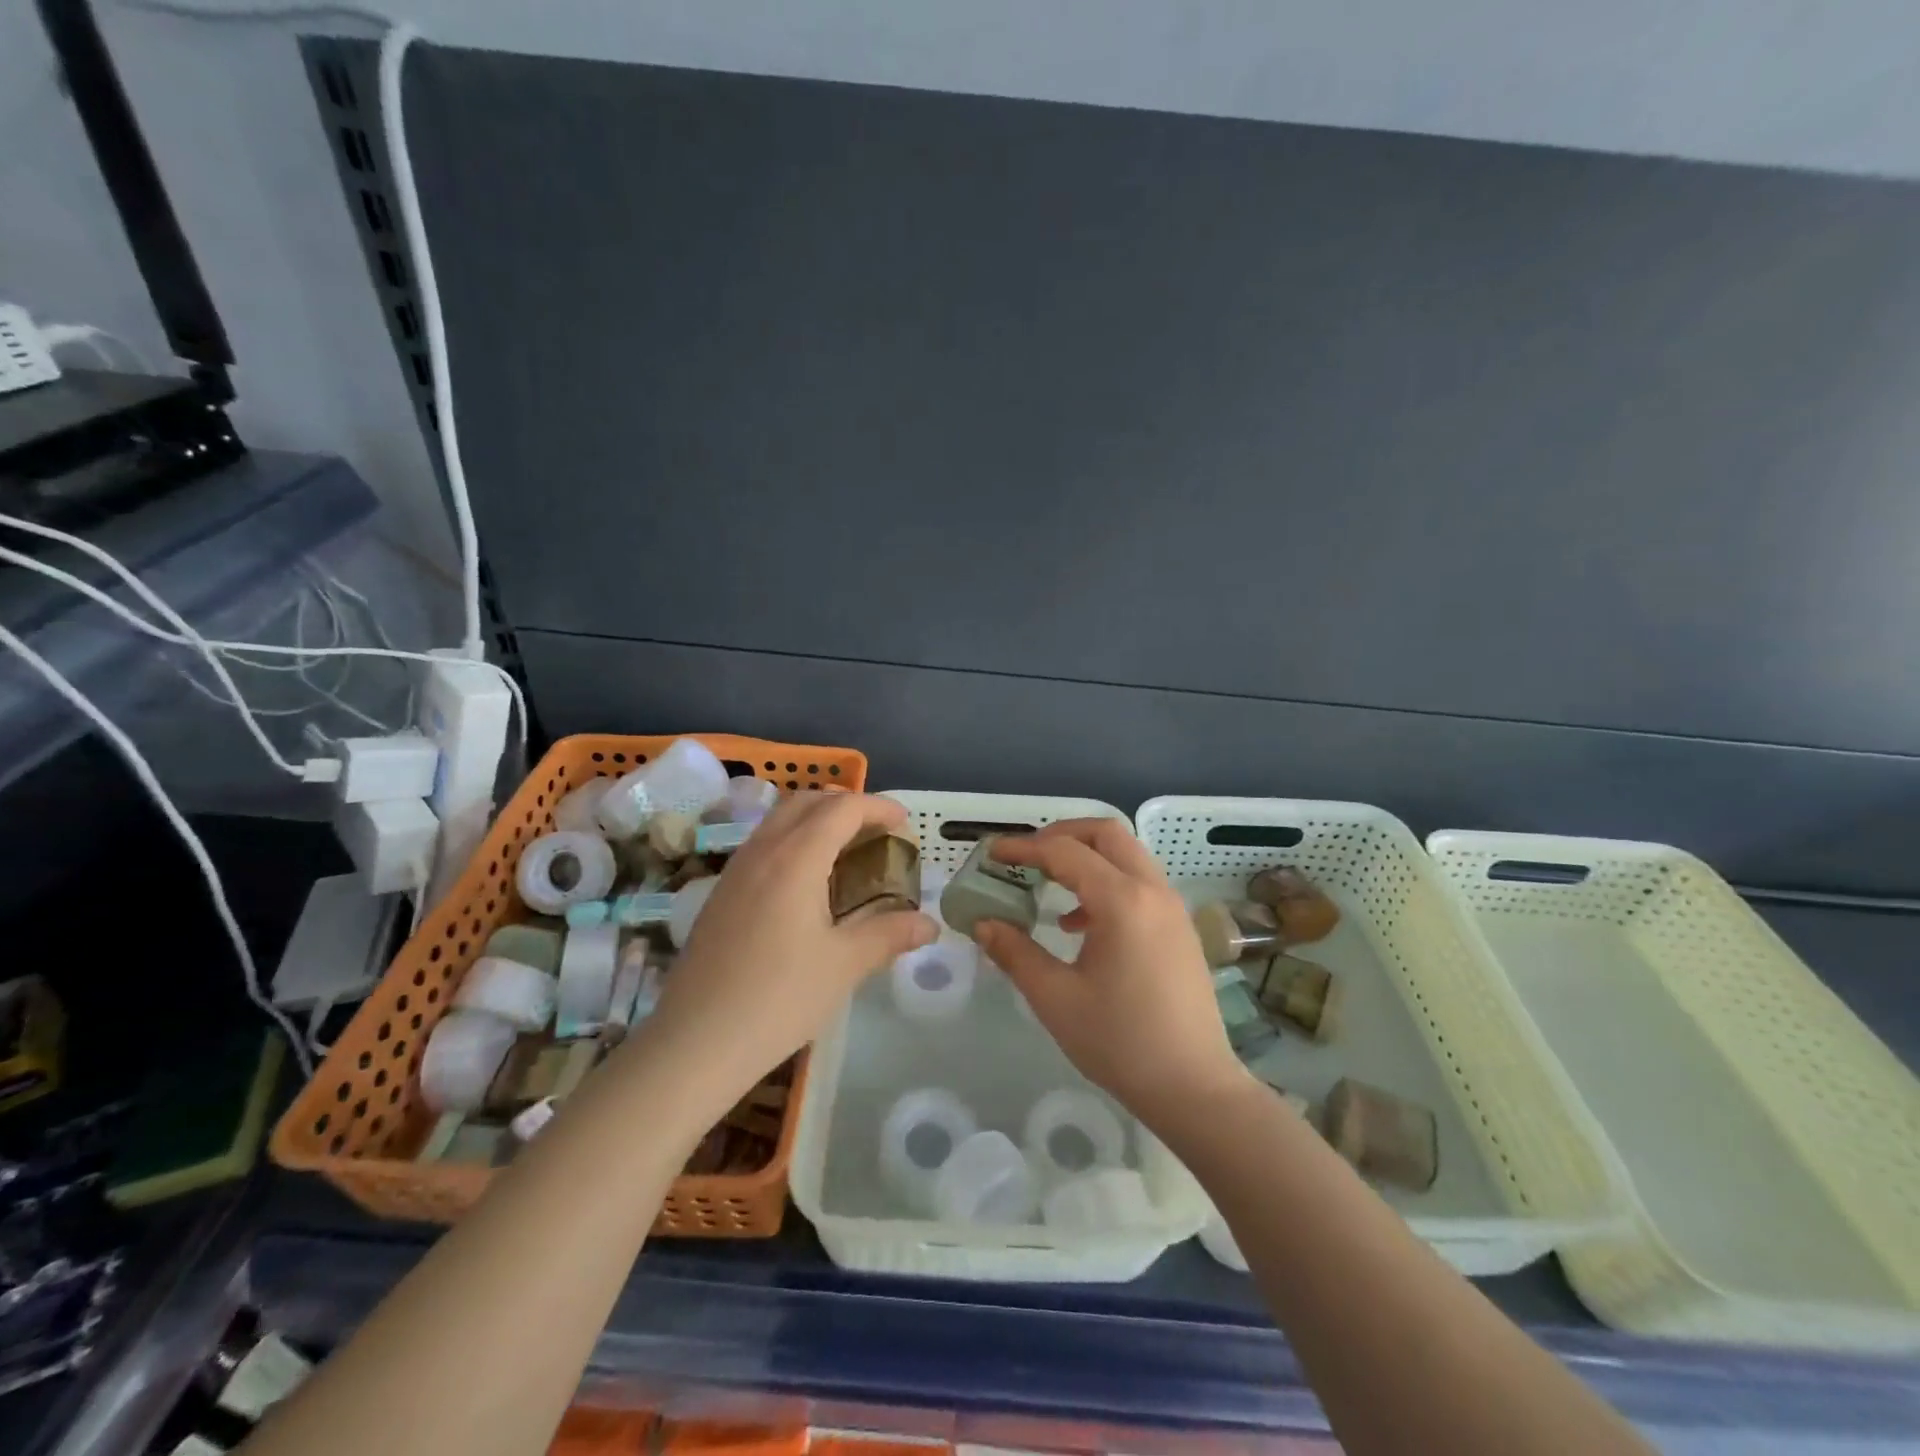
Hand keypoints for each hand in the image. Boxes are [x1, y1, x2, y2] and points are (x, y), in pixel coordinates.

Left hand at [648, 791, 936, 1086]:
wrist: (694, 1043)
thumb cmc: (778, 999)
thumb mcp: (844, 965)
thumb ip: (889, 934)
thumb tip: (929, 925)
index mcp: (796, 858)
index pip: (843, 808)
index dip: (878, 807)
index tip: (905, 823)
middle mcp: (762, 851)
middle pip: (807, 801)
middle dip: (847, 804)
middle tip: (877, 830)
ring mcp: (735, 870)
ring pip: (779, 819)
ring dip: (816, 819)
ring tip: (846, 850)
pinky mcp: (720, 893)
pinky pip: (763, 844)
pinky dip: (793, 840)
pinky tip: (805, 882)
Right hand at [974, 819, 1251, 1130]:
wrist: (1194, 1088)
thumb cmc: (1120, 1043)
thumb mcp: (1056, 998)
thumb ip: (1015, 953)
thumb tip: (983, 924)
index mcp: (1122, 901)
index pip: (1065, 852)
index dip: (1024, 848)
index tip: (993, 854)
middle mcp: (1152, 891)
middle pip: (1106, 833)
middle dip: (1062, 834)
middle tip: (1027, 856)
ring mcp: (1172, 907)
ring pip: (1127, 854)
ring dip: (1086, 856)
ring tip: (1049, 885)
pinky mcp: (1179, 927)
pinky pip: (1140, 882)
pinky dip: (1107, 881)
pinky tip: (1080, 924)